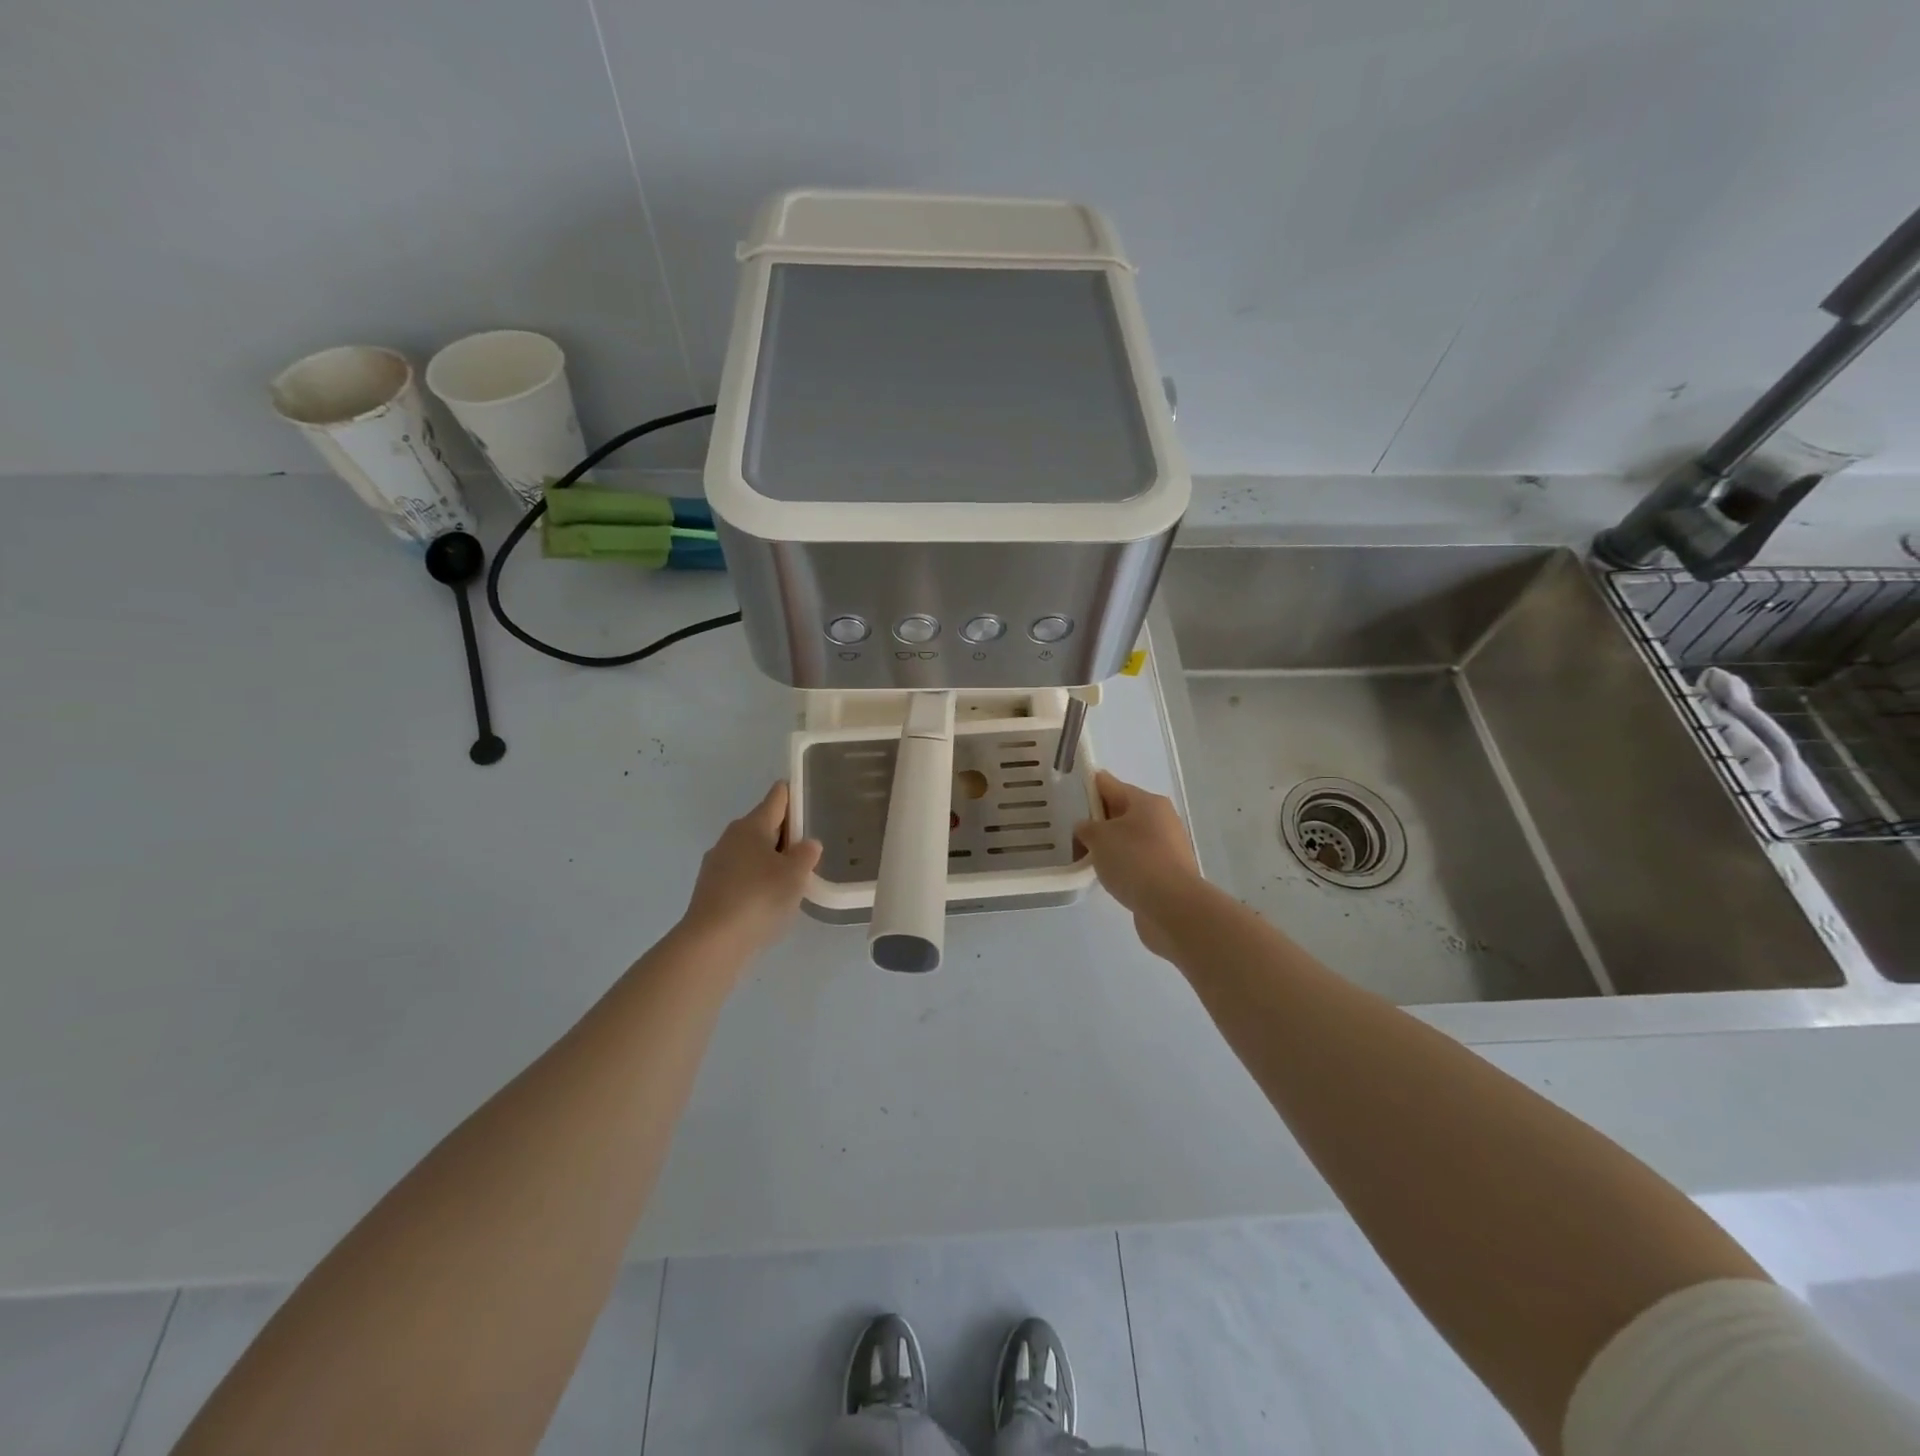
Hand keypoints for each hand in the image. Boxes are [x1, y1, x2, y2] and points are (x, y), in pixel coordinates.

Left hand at [680, 781, 822, 958]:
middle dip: (786, 833)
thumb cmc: (759, 898)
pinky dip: (757, 879)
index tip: (810, 799)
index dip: (794, 795)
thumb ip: (806, 854)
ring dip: (771, 858)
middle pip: (764, 824)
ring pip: (751, 851)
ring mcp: (717, 863)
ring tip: (793, 878)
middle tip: (810, 849)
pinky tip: (769, 899)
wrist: (712, 942)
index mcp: (752, 825)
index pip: (777, 797)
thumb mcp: (795, 875)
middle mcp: (731, 837)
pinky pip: (741, 874)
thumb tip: (807, 844)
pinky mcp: (710, 888)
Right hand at [1072, 771, 1202, 958]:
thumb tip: (1087, 828)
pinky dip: (1121, 864)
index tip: (1068, 790)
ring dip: (1109, 844)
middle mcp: (1161, 819)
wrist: (1172, 906)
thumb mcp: (1099, 838)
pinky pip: (1136, 860)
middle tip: (1069, 827)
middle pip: (1121, 811)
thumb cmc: (1134, 860)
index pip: (1110, 784)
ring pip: (1129, 838)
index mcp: (1147, 801)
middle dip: (1097, 818)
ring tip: (1083, 854)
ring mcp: (1167, 847)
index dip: (1088, 786)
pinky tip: (1105, 874)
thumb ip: (1086, 828)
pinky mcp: (1167, 872)